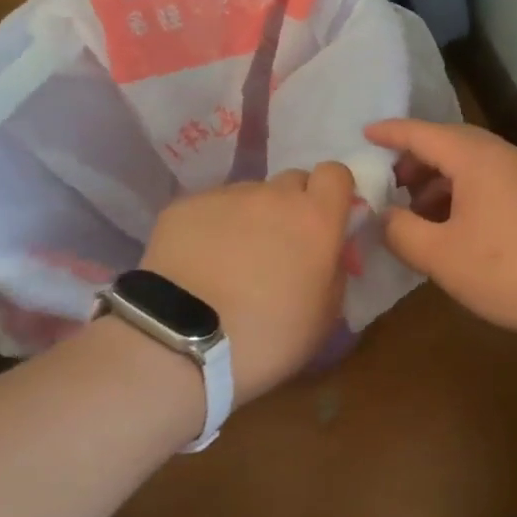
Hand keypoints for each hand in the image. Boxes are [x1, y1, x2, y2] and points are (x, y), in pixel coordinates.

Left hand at [140, 165, 354, 402]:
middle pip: (292, 182)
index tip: (326, 221)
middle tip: (280, 248)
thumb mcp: (323, 318)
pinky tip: (199, 265)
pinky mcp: (184, 207)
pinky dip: (211, 229)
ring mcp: (225, 197)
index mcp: (315, 219)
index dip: (333, 194)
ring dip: (250, 219)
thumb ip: (335, 272)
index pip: (335, 174)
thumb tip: (329, 254)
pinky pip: (209, 210)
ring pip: (249, 196)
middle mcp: (273, 196)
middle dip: (293, 207)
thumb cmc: (266, 338)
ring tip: (231, 262)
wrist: (180, 343)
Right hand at [366, 120, 516, 344]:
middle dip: (416, 160)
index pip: (422, 134)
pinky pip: (493, 183)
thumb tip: (384, 217)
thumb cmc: (507, 268)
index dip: (390, 133)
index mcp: (475, 158)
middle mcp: (504, 156)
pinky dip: (466, 195)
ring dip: (441, 181)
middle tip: (390, 182)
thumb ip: (401, 232)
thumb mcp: (440, 256)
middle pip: (451, 145)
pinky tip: (459, 229)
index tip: (364, 134)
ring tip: (420, 212)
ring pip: (474, 166)